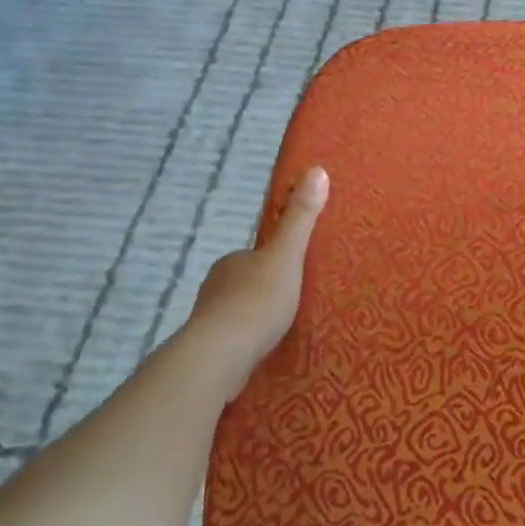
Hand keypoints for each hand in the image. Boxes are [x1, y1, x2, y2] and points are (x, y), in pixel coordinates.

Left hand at [173, 167, 328, 404]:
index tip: (293, 274)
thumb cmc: (257, 300)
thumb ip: (300, 217)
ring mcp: (208, 319)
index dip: (273, 262)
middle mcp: (215, 285)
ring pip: (237, 312)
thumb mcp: (287, 255)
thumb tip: (316, 170)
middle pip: (245, 283)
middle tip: (294, 304)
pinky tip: (262, 352)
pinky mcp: (208, 350)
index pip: (254, 256)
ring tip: (282, 331)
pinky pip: (232, 340)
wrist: (220, 355)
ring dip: (254, 319)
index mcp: (232, 261)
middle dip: (264, 291)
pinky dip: (246, 343)